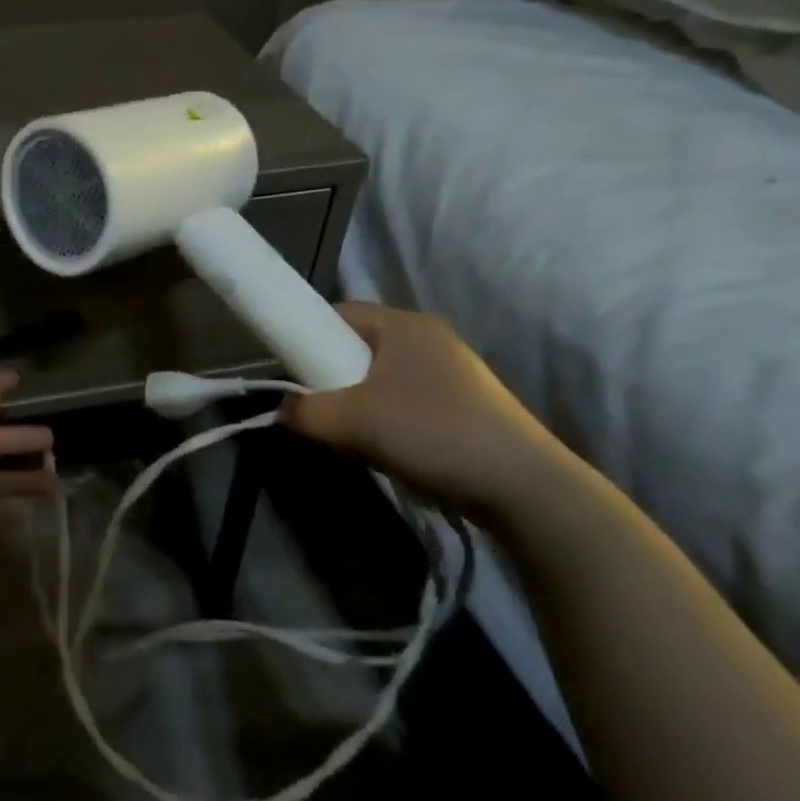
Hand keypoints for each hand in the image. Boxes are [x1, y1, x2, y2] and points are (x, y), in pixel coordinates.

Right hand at [278, 303, 568, 517]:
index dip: (305, 337)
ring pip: (376, 379)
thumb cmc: (432, 432)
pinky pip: (399, 402)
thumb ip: (305, 412)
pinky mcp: (458, 406)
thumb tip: (278, 411)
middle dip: (328, 378)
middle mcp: (426, 339)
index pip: (337, 314)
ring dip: (354, 404)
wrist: (521, 486)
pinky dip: (380, 420)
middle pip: (355, 348)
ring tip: (347, 435)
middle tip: (314, 409)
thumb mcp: (355, 421)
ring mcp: (446, 373)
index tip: (286, 371)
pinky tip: (380, 449)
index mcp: (404, 325)